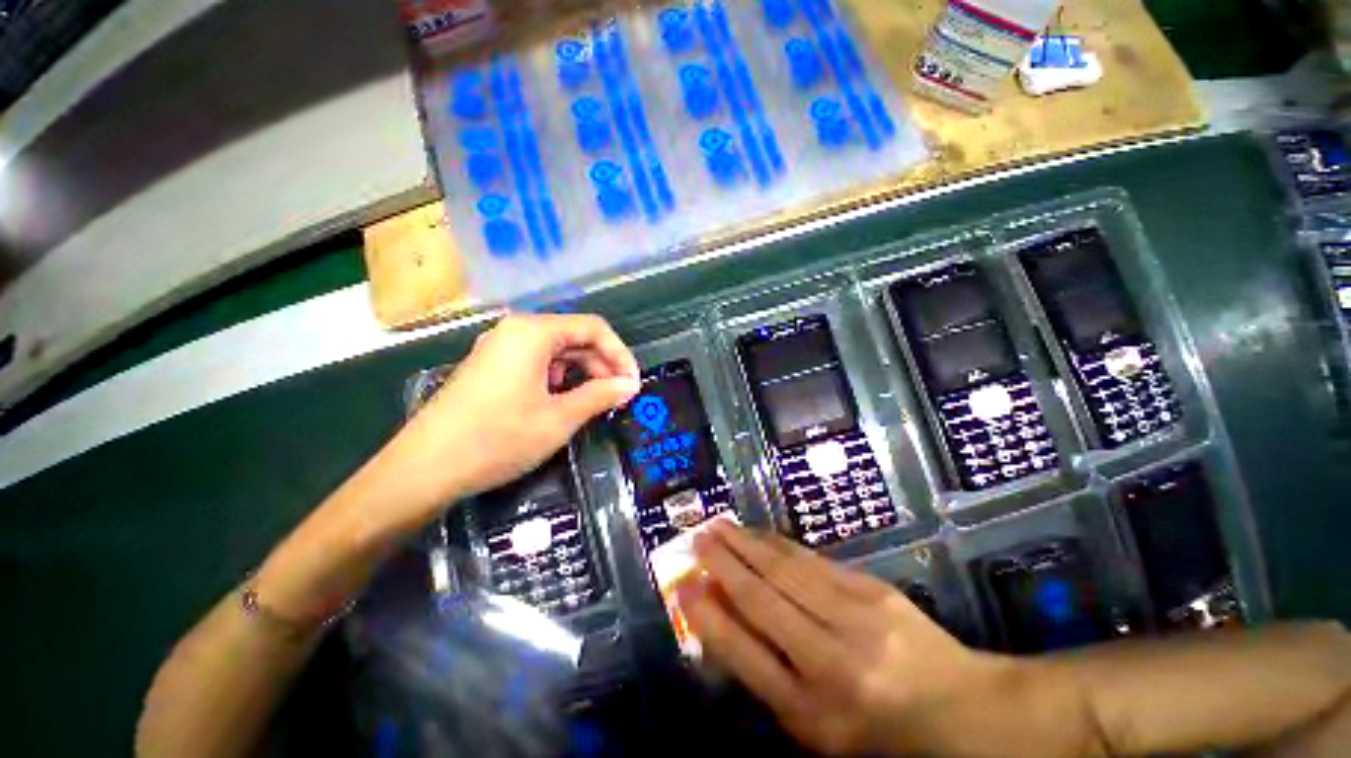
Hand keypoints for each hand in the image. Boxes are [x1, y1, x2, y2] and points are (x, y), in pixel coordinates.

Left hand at [389, 313, 640, 507]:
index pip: (593, 328)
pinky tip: (564, 402)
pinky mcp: (491, 368)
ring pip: (557, 352)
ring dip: (583, 373)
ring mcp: (500, 349)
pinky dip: (560, 379)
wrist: (423, 469)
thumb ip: (600, 395)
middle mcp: (516, 331)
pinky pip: (537, 363)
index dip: (620, 354)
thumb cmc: (498, 438)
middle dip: (603, 365)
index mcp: (534, 332)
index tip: (633, 384)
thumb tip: (630, 386)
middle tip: (619, 397)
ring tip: (596, 402)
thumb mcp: (559, 418)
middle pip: (575, 337)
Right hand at [676, 522, 1073, 755]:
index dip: (710, 617)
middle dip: (724, 563)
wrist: (963, 709)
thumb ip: (767, 676)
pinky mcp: (874, 588)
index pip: (745, 655)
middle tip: (696, 537)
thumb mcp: (816, 728)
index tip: (685, 586)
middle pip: (763, 599)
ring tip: (718, 525)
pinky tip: (759, 534)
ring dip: (746, 544)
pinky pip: (812, 560)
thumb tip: (722, 620)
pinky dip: (778, 544)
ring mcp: (858, 617)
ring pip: (785, 570)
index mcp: (815, 713)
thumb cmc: (880, 734)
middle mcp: (833, 661)